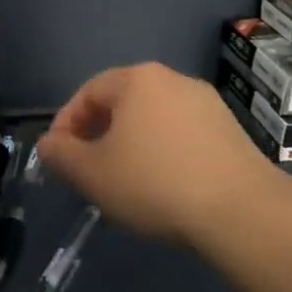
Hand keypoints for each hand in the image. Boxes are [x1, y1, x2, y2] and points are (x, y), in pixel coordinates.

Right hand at [38, 63, 285, 247]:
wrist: (242, 212)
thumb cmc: (154, 183)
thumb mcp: (92, 173)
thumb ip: (61, 155)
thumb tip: (48, 144)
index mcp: (136, 80)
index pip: (87, 93)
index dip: (66, 124)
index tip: (59, 157)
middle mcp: (172, 80)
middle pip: (121, 103)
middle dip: (98, 134)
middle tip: (88, 169)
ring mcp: (206, 103)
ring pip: (152, 119)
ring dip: (131, 144)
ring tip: (124, 181)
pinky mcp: (230, 130)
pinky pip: (181, 134)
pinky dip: (163, 153)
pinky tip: (163, 185)